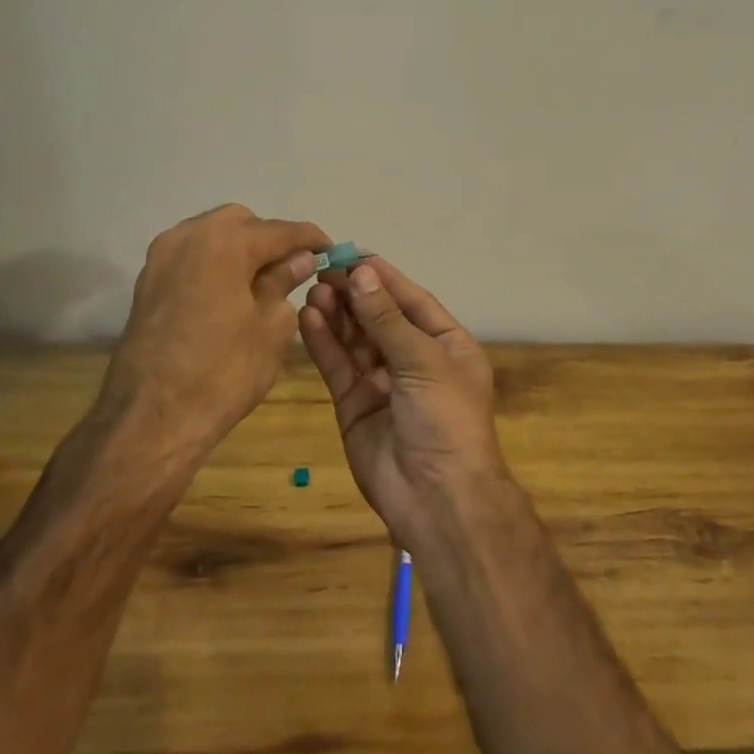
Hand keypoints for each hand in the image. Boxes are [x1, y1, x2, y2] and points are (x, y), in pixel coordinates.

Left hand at [104, 204, 327, 458]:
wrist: (151, 418)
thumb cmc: (223, 371)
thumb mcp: (271, 327)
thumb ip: (285, 282)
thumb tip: (299, 260)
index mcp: (225, 241)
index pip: (280, 230)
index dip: (311, 239)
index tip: (332, 251)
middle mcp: (189, 235)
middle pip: (241, 223)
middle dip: (269, 240)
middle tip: (293, 269)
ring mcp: (162, 257)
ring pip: (211, 236)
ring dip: (239, 250)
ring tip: (262, 282)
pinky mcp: (147, 282)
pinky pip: (191, 257)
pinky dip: (214, 265)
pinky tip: (230, 294)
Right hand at [297, 258, 507, 549]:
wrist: (437, 499)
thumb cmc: (445, 419)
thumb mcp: (423, 361)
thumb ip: (387, 319)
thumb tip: (363, 273)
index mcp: (446, 345)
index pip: (412, 300)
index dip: (384, 278)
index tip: (353, 254)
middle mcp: (415, 360)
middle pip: (380, 318)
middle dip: (355, 294)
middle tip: (324, 270)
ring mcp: (383, 383)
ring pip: (356, 340)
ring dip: (337, 314)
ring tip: (314, 289)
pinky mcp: (355, 405)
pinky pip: (339, 366)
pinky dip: (324, 343)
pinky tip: (308, 318)